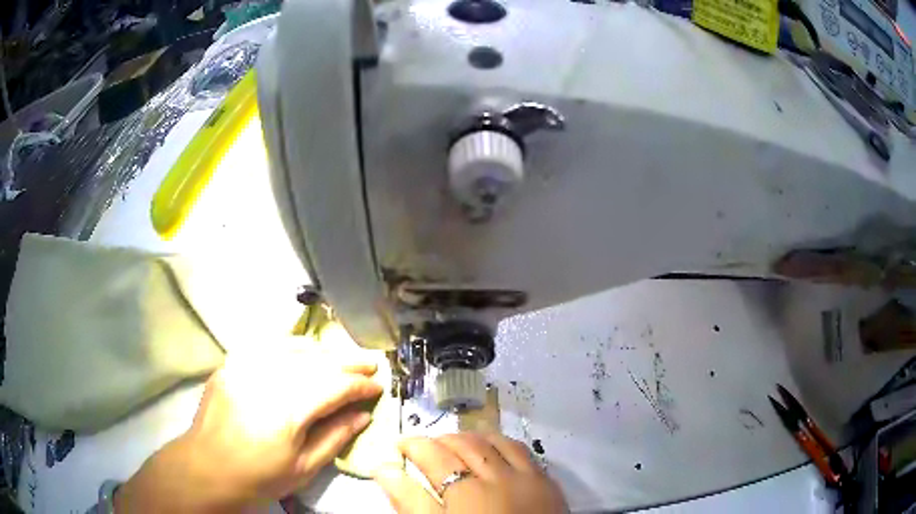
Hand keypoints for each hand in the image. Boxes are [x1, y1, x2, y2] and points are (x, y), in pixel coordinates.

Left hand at [115, 346, 382, 511]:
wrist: (207, 467)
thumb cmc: (258, 476)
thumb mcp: (304, 467)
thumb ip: (335, 436)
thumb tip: (363, 414)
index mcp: (286, 410)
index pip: (334, 386)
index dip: (360, 385)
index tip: (378, 386)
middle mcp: (266, 379)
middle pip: (315, 361)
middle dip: (347, 361)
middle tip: (370, 364)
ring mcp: (244, 367)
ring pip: (292, 348)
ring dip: (322, 351)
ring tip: (342, 356)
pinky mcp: (230, 363)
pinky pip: (266, 346)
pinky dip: (291, 346)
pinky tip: (304, 351)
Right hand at [375, 433, 567, 513]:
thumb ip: (409, 501)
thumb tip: (383, 469)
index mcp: (465, 492)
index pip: (433, 455)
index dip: (412, 445)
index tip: (398, 444)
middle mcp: (496, 477)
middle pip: (464, 445)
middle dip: (440, 440)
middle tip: (425, 446)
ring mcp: (525, 477)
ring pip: (494, 442)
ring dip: (471, 438)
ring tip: (457, 443)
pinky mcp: (546, 482)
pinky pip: (522, 450)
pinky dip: (502, 443)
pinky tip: (495, 448)